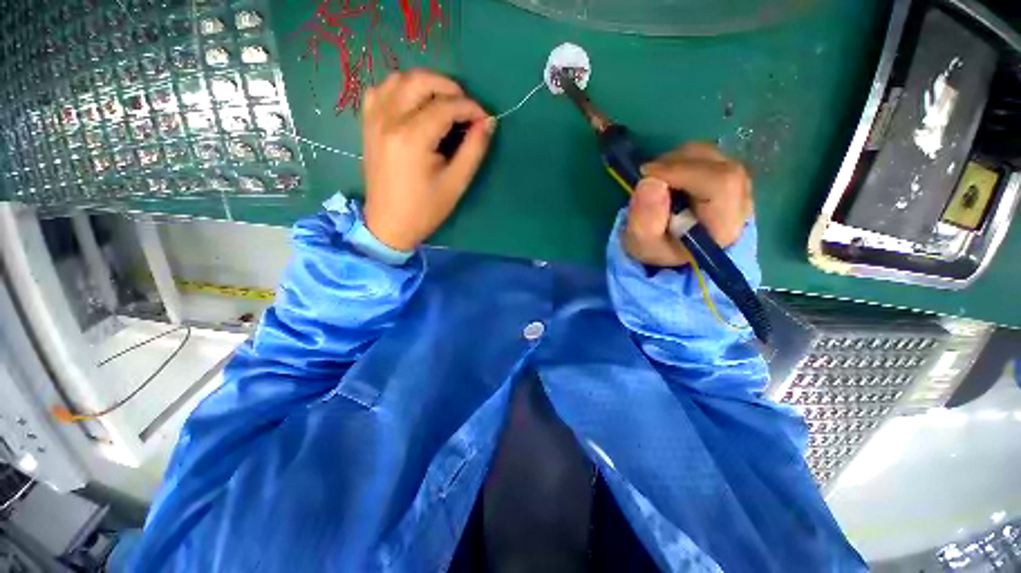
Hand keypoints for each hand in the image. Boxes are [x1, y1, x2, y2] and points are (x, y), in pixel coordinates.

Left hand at [362, 70, 495, 251]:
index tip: (485, 118)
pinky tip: (413, 105)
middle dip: (449, 87)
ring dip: (425, 84)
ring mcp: (374, 120)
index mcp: (412, 138)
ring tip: (442, 103)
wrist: (389, 224)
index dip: (470, 108)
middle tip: (465, 107)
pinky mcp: (368, 125)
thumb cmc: (426, 209)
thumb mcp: (456, 183)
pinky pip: (380, 90)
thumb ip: (474, 149)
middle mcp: (389, 120)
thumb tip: (488, 122)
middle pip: (420, 81)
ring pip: (398, 79)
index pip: (446, 106)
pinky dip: (400, 89)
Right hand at [623, 142, 753, 266]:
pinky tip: (668, 177)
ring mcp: (739, 187)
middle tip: (648, 176)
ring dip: (678, 160)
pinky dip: (683, 160)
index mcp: (723, 226)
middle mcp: (741, 203)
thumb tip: (649, 182)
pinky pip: (709, 157)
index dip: (683, 171)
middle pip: (718, 165)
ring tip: (656, 179)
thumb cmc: (657, 249)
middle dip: (677, 164)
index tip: (648, 175)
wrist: (672, 250)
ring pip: (713, 156)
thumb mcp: (644, 244)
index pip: (721, 182)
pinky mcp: (730, 177)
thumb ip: (645, 220)